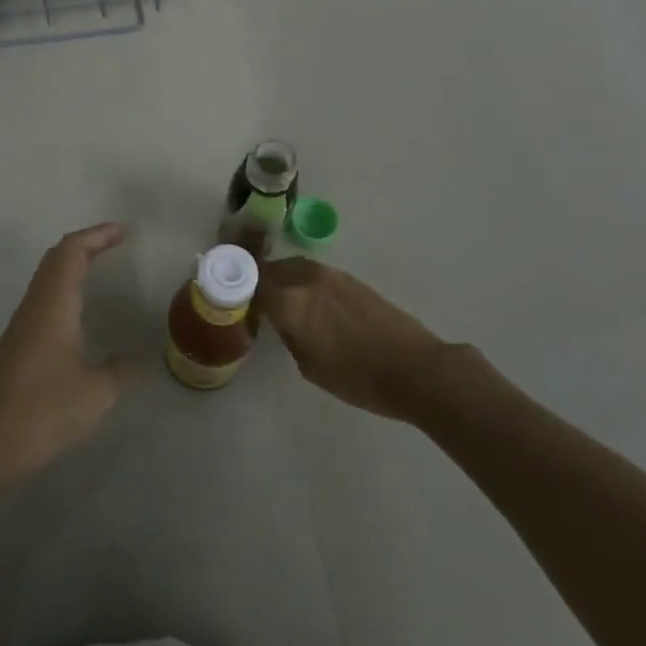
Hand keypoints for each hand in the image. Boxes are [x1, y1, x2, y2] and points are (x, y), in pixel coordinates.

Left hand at [0, 223, 126, 481]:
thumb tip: (130, 358)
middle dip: (86, 244)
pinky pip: (43, 299)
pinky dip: (64, 288)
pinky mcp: (16, 345)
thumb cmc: (43, 413)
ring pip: (46, 278)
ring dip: (73, 265)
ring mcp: (20, 326)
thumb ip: (118, 370)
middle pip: (56, 258)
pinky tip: (79, 311)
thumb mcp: (96, 394)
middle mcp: (33, 307)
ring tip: (102, 268)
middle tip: (116, 242)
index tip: (124, 232)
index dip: (97, 235)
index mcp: (52, 306)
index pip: (71, 252)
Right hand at [255, 257, 461, 422]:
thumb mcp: (308, 365)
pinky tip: (307, 303)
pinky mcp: (350, 279)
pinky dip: (302, 283)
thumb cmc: (357, 377)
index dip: (237, 291)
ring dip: (280, 279)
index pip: (250, 283)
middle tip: (251, 301)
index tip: (231, 301)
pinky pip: (313, 274)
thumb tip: (280, 320)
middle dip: (257, 281)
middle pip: (270, 269)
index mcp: (289, 301)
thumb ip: (287, 334)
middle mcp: (306, 279)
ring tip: (278, 301)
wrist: (414, 368)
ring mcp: (331, 275)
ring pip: (293, 268)